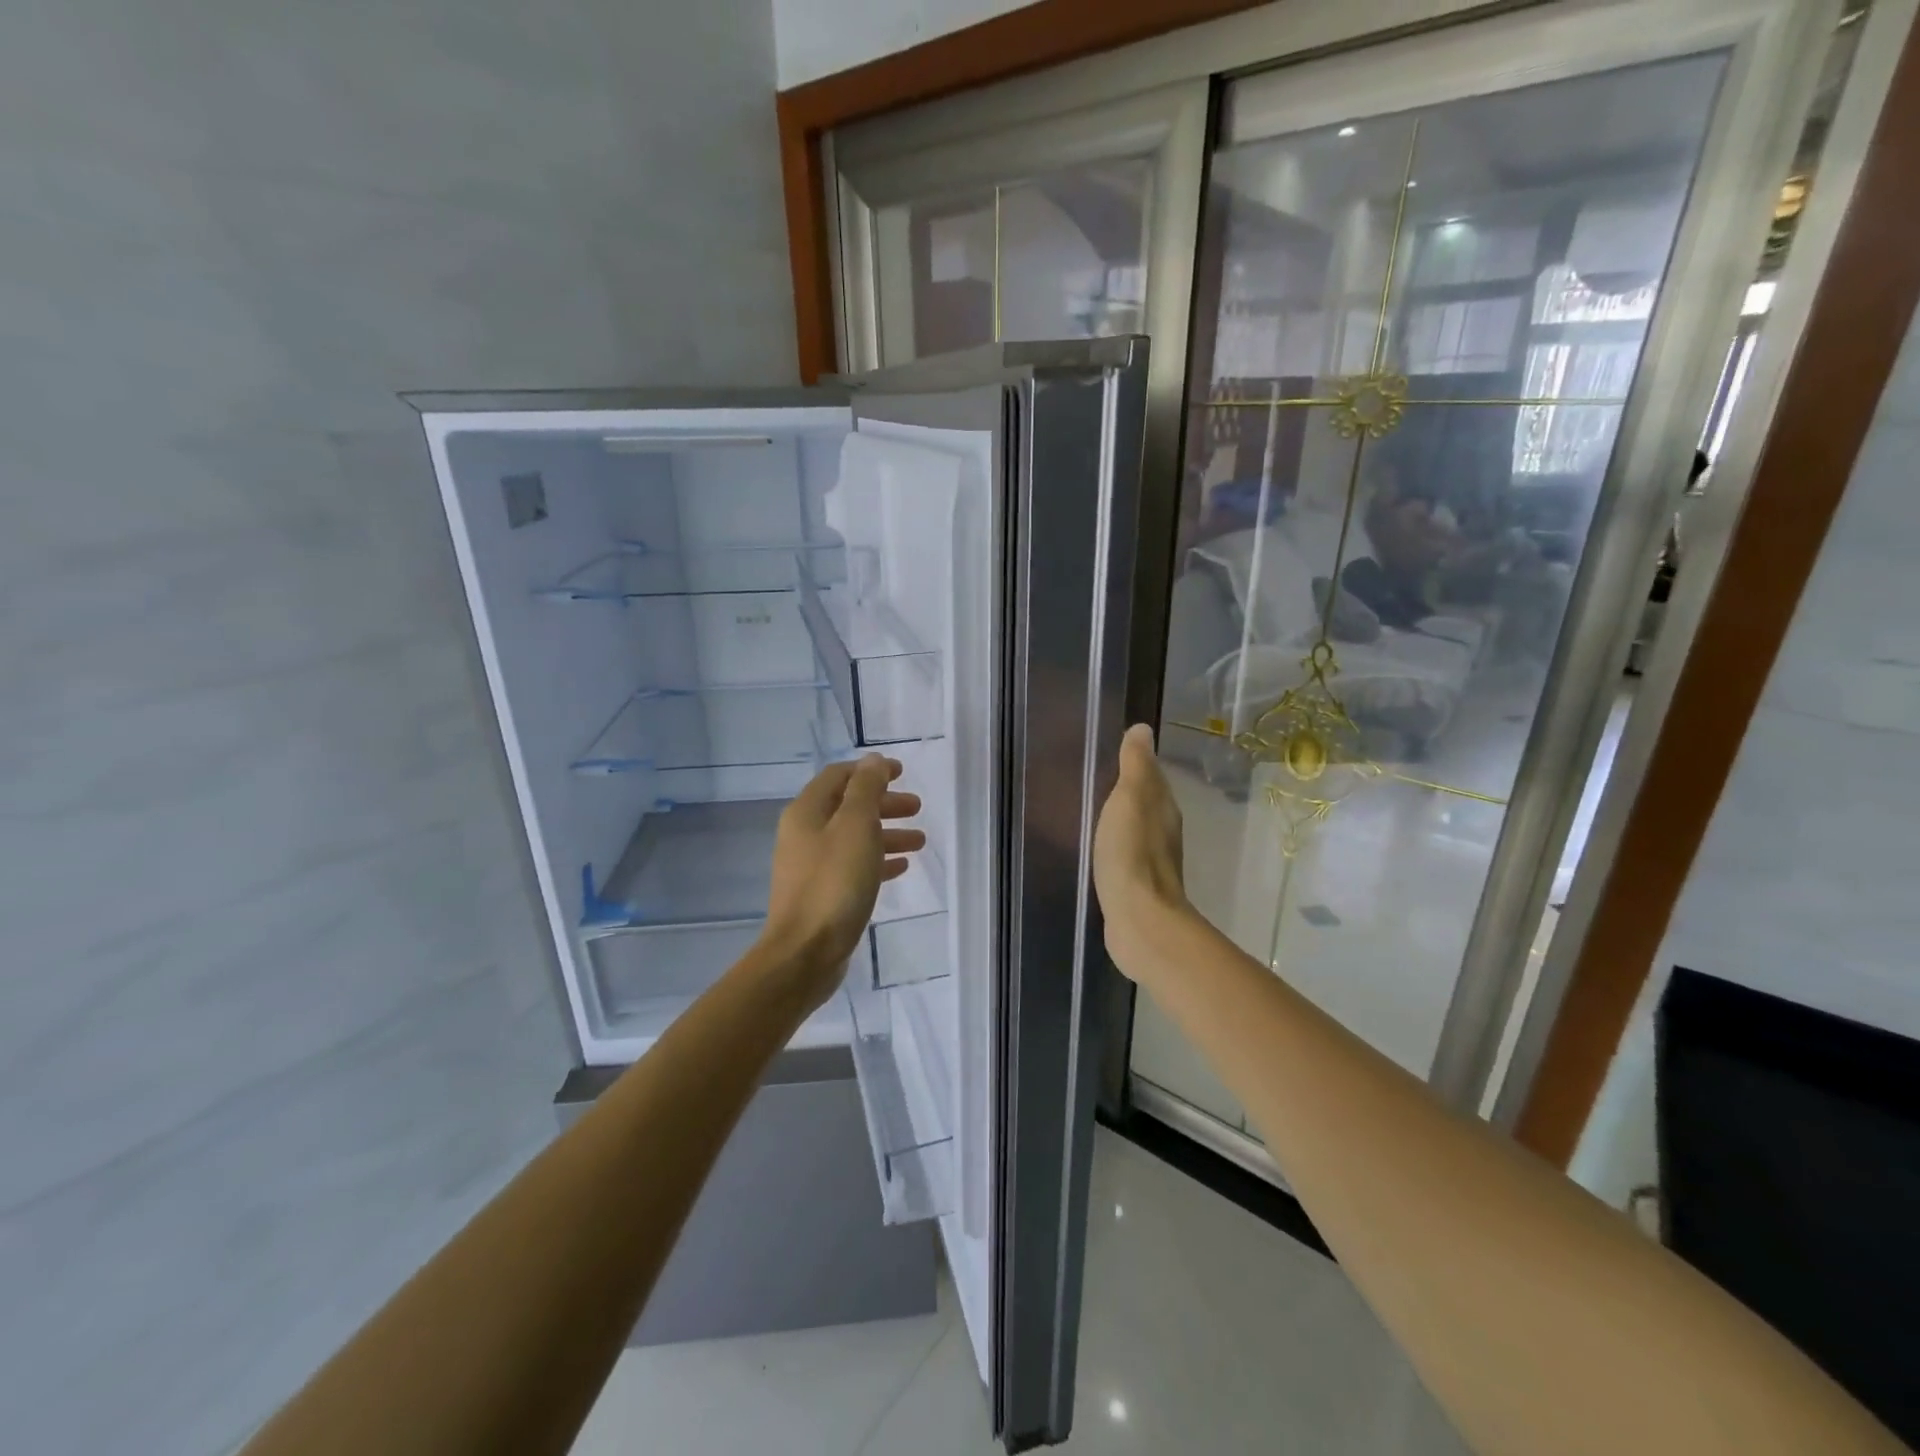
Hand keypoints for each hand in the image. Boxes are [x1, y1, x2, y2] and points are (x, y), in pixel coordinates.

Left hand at [761, 755, 924, 1010]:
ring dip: (886, 834)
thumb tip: (874, 760)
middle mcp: (804, 834)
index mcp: (807, 812)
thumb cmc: (834, 883)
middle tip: (916, 807)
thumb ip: (866, 789)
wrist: (804, 953)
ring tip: (920, 840)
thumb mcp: (855, 827)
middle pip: (848, 807)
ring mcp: (811, 866)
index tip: (902, 773)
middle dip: (883, 803)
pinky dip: (877, 861)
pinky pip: (853, 866)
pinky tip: (901, 868)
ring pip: (853, 838)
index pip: (839, 776)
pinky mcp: (821, 894)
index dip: (870, 771)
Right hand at [1092, 724, 1188, 978]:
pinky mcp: (1138, 886)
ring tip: (1094, 809)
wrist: (1140, 920)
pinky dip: (1116, 844)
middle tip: (1096, 778)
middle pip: (1147, 802)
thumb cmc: (1132, 854)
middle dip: (1128, 790)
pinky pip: (1126, 854)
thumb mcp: (1129, 800)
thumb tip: (1144, 728)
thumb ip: (1135, 766)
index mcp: (1163, 808)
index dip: (1136, 763)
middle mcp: (1164, 831)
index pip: (1152, 776)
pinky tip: (1099, 847)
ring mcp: (1152, 861)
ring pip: (1137, 829)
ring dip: (1122, 818)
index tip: (1111, 752)